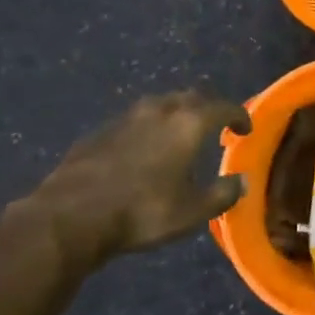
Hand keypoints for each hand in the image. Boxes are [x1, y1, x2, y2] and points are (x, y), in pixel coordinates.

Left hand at [10, 91, 250, 264]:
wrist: (69, 217)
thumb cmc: (142, 212)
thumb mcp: (192, 212)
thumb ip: (222, 194)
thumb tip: (242, 181)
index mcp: (188, 124)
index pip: (223, 107)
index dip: (239, 116)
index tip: (245, 129)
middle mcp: (159, 111)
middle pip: (191, 97)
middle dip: (207, 108)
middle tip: (215, 125)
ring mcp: (125, 118)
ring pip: (160, 104)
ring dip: (176, 113)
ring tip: (179, 133)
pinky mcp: (99, 132)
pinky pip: (134, 121)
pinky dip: (148, 128)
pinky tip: (142, 149)